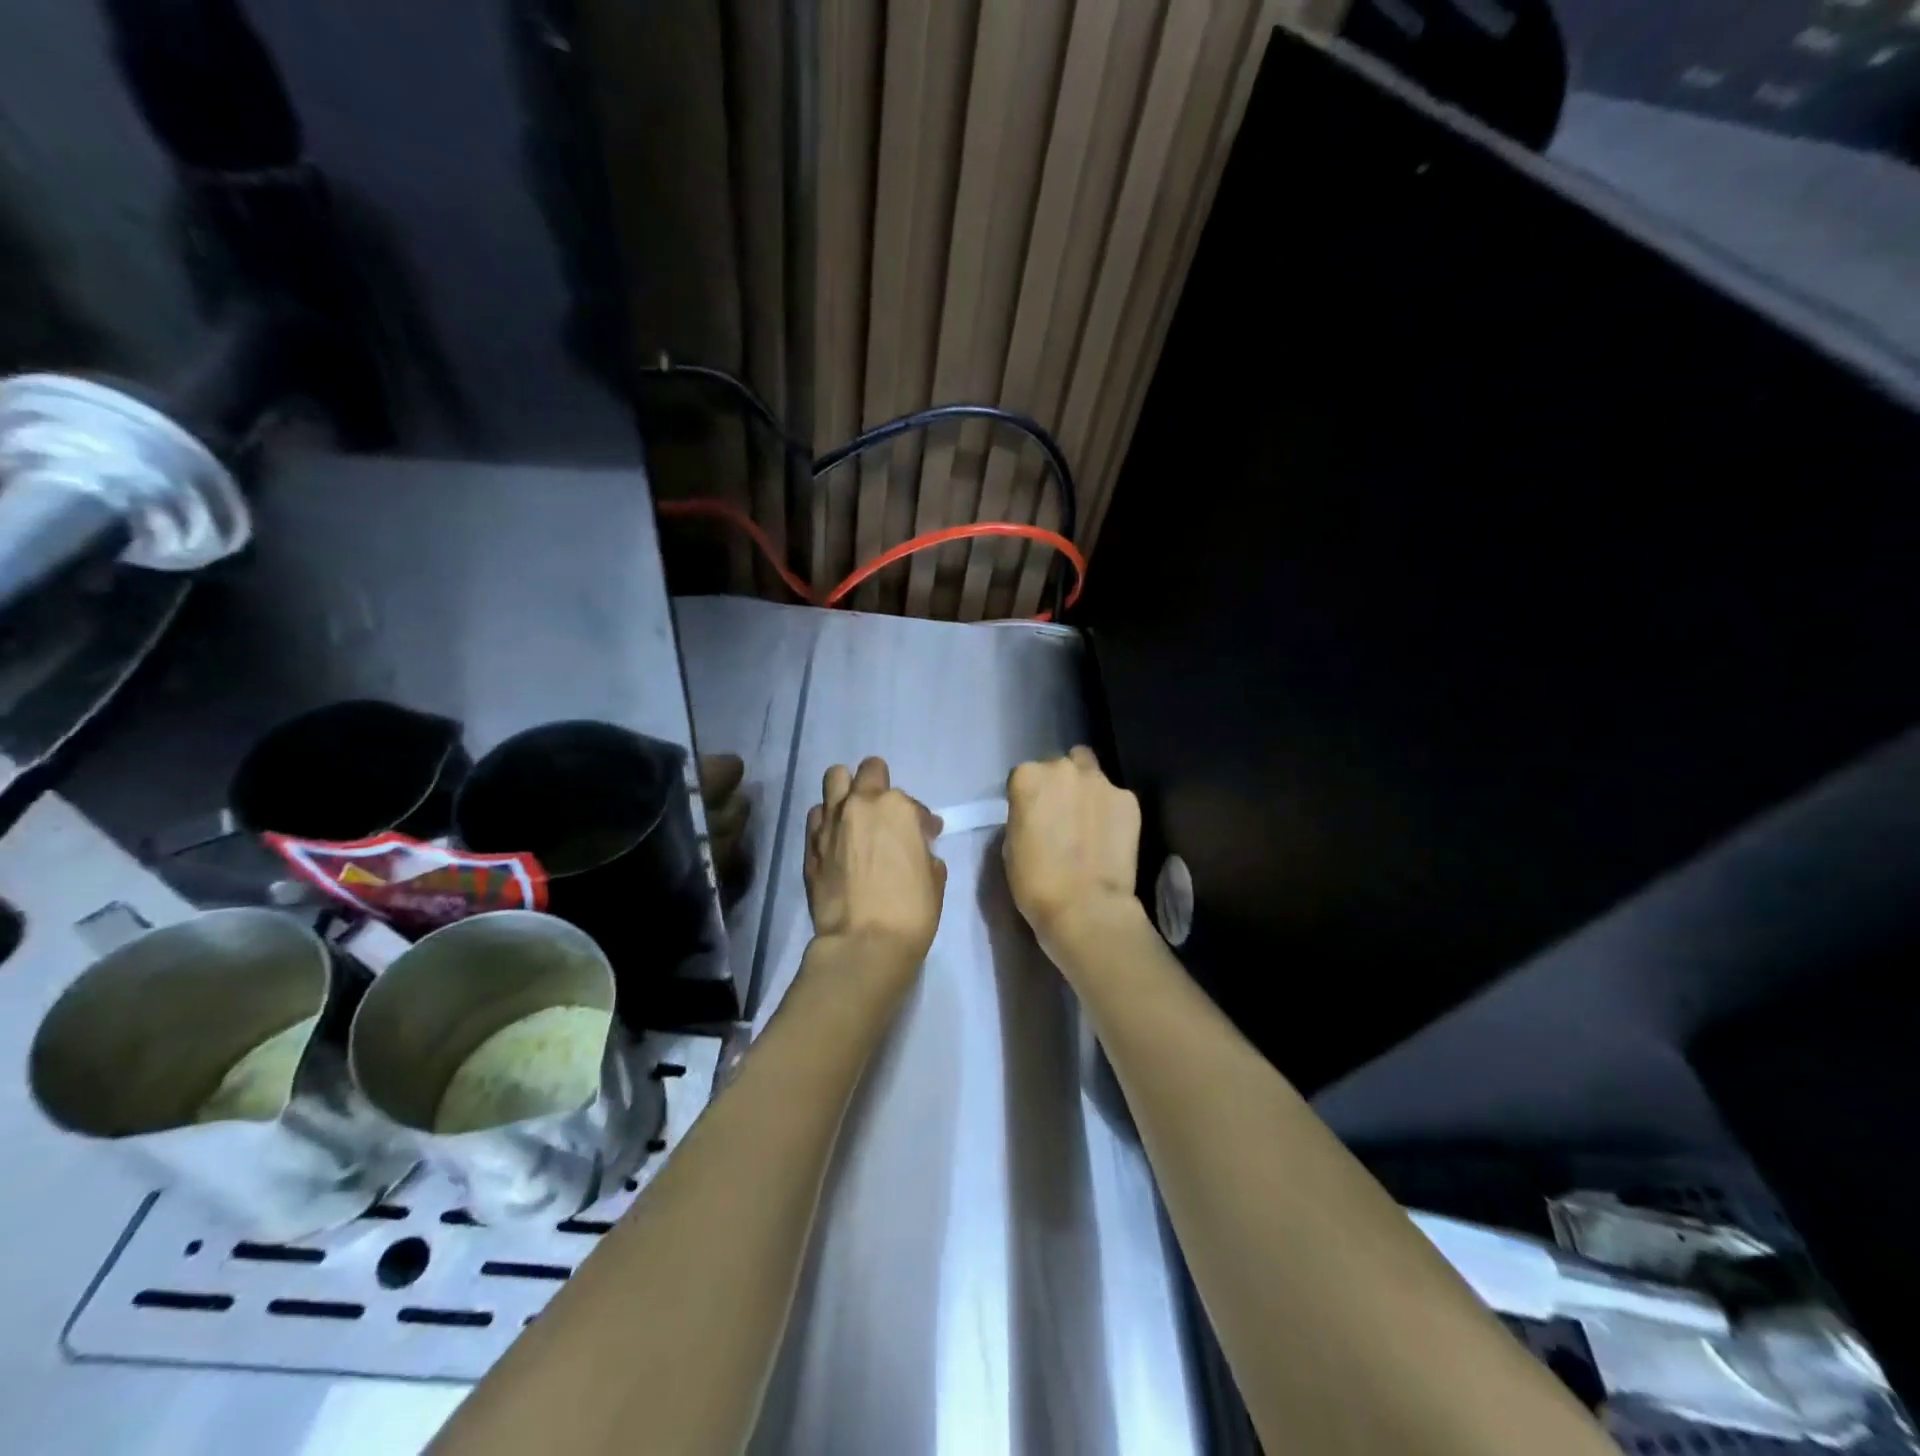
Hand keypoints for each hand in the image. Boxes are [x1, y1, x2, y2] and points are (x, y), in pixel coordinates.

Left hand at [805, 757, 946, 976]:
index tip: (925, 836)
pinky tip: (836, 839)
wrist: (864, 942)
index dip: (921, 819)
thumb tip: (915, 848)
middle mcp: (860, 804)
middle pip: (868, 771)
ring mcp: (830, 822)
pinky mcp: (809, 845)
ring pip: (834, 780)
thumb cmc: (910, 910)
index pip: (911, 802)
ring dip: (847, 791)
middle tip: (885, 812)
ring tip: (855, 815)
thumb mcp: (933, 877)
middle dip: (879, 784)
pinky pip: (816, 816)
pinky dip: (827, 820)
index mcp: (897, 808)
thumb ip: (923, 851)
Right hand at [1004, 747, 1143, 952]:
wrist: (1085, 907)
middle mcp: (1064, 768)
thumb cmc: (1035, 882)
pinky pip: (1116, 798)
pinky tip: (1111, 837)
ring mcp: (1101, 781)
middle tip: (1063, 815)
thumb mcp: (1012, 843)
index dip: (1029, 796)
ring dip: (1088, 790)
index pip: (1025, 775)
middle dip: (1061, 785)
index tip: (1034, 816)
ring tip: (1091, 822)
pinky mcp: (1129, 800)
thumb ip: (1025, 815)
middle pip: (1061, 766)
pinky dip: (1112, 811)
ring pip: (1091, 773)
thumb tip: (1040, 814)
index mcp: (1028, 777)